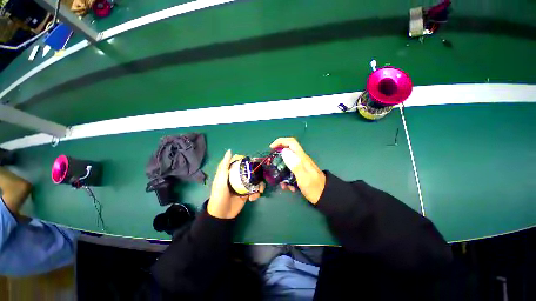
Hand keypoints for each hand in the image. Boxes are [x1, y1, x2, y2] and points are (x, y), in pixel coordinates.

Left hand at [207, 150, 264, 218]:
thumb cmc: (219, 196)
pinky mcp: (247, 194)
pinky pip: (255, 191)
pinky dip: (256, 194)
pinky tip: (252, 199)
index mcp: (232, 173)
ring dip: (259, 186)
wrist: (221, 215)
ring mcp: (244, 186)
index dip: (248, 162)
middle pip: (251, 172)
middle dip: (258, 175)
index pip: (241, 164)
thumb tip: (230, 151)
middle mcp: (239, 178)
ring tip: (260, 191)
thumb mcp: (220, 180)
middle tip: (261, 177)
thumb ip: (224, 166)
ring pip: (255, 181)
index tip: (255, 161)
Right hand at [270, 138, 325, 203]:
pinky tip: (288, 187)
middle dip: (278, 158)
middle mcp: (301, 159)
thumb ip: (295, 164)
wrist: (325, 197)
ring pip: (287, 163)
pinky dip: (286, 178)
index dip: (280, 141)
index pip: (291, 142)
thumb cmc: (314, 188)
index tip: (271, 148)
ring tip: (282, 184)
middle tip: (273, 166)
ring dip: (282, 172)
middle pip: (287, 151)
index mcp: (302, 157)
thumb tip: (284, 151)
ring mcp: (301, 166)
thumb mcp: (303, 177)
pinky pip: (290, 171)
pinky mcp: (301, 172)